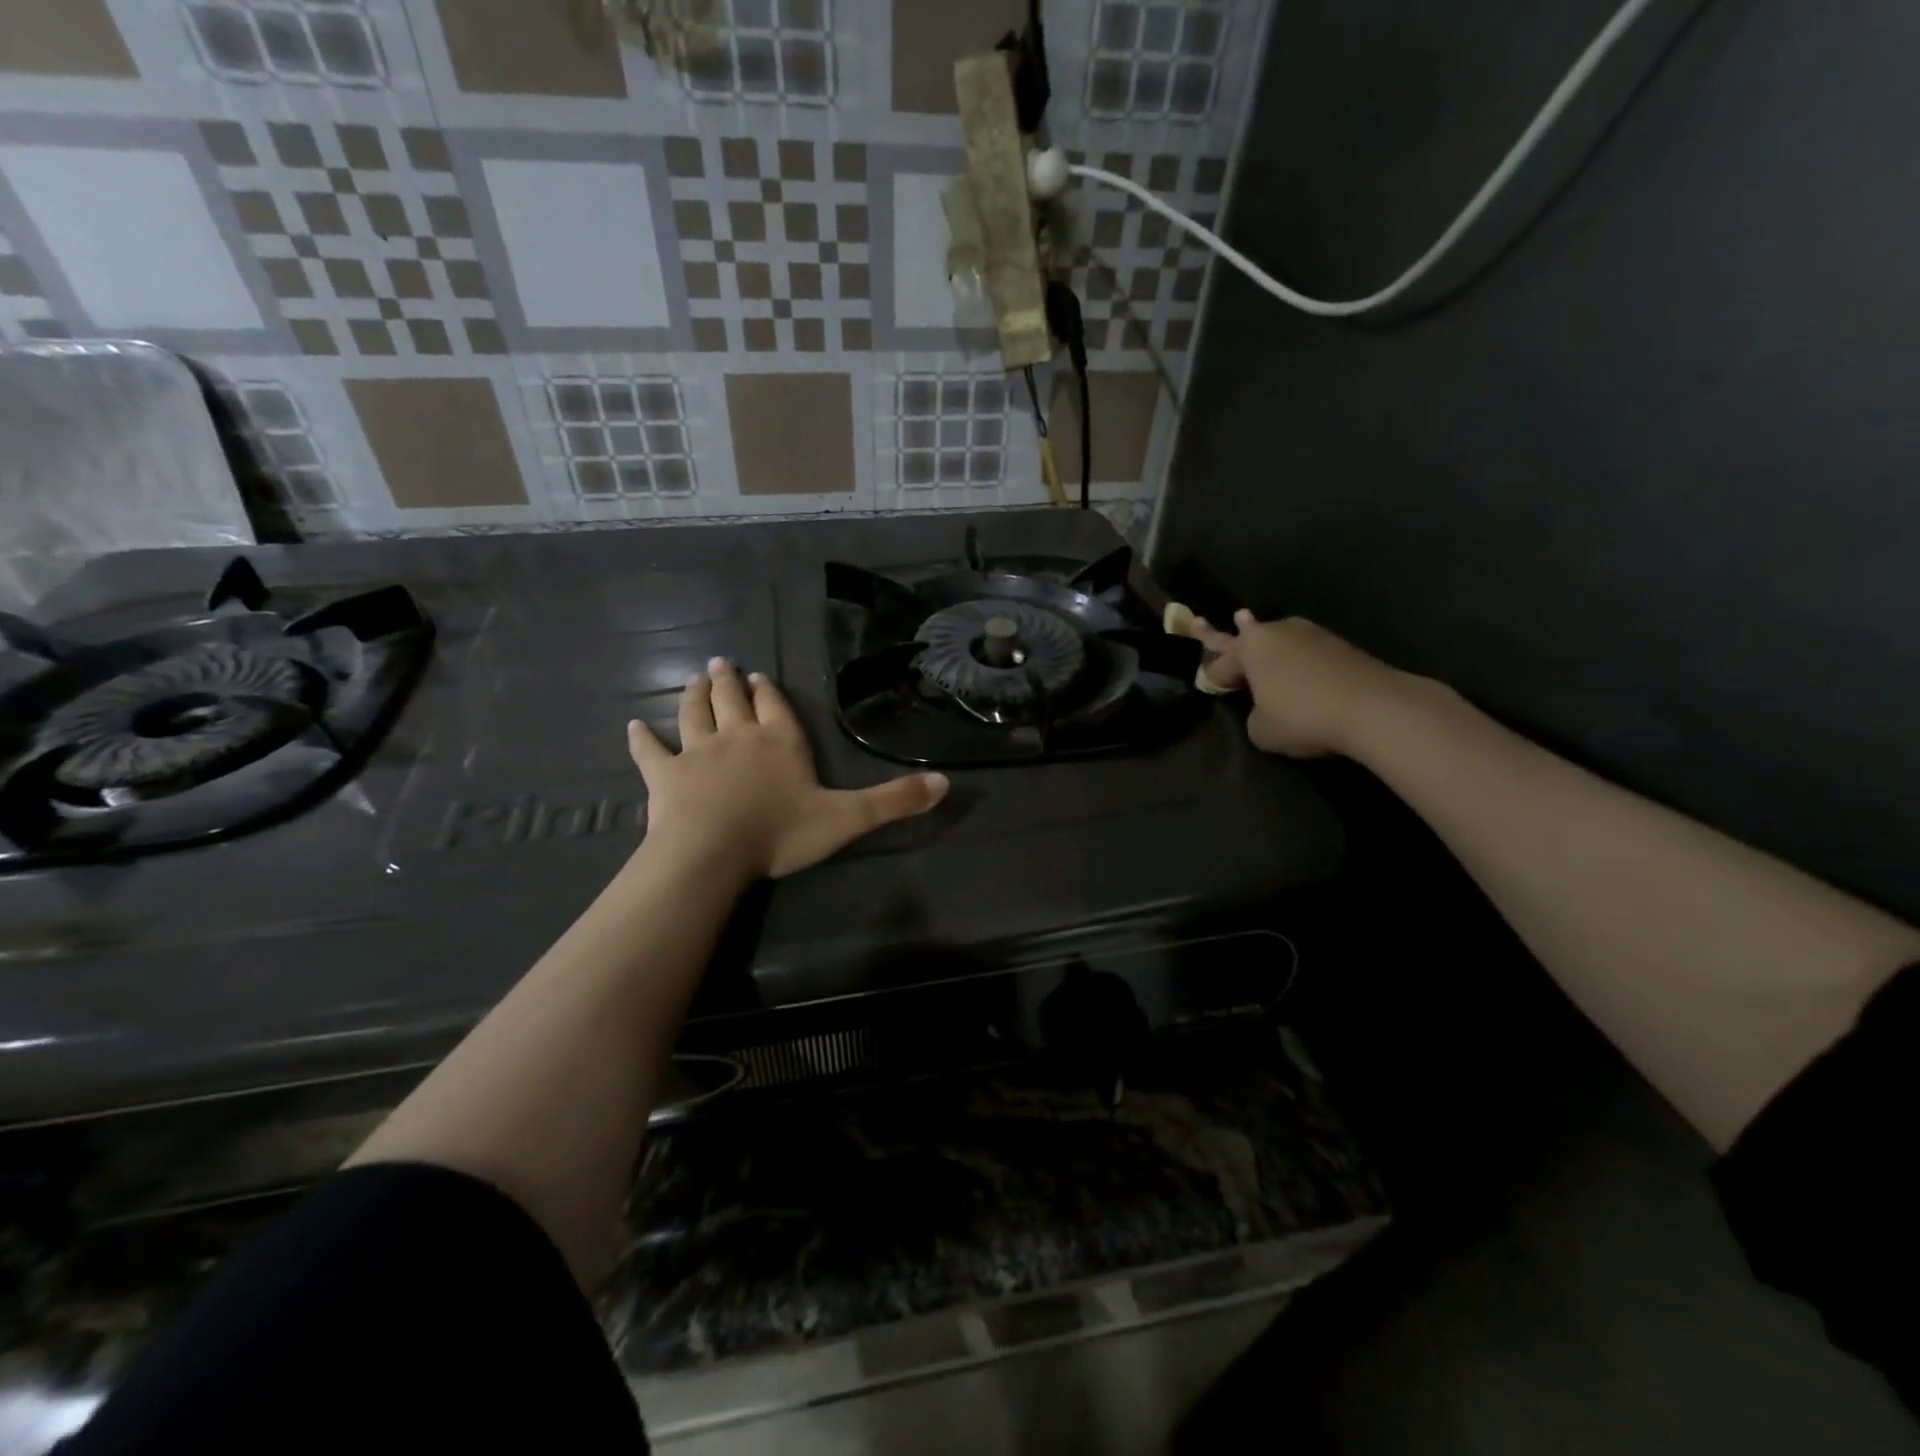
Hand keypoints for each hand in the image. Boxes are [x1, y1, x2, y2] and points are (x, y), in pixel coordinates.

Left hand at [627, 658, 948, 882]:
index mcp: (780, 742)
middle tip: (722, 664)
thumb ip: (894, 801)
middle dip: (730, 684)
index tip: (758, 677)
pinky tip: (633, 726)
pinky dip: (642, 739)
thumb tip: (946, 783)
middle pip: (733, 702)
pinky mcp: (664, 775)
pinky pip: (650, 752)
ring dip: (695, 696)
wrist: (712, 851)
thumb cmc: (781, 832)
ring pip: (695, 715)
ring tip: (695, 678)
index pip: (776, 708)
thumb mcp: (848, 819)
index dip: (768, 693)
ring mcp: (698, 753)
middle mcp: (739, 737)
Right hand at [1187, 611, 1409, 757]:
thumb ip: (1254, 715)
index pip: (1220, 661)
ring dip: (1264, 641)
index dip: (1211, 675)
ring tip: (1251, 629)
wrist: (1372, 707)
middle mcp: (1277, 633)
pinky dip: (1294, 657)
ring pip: (1277, 638)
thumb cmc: (1303, 717)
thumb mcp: (1261, 729)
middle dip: (1223, 633)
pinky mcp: (1339, 645)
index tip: (1204, 683)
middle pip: (1244, 635)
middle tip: (1199, 621)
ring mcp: (1311, 635)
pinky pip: (1303, 649)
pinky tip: (1294, 663)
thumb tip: (1265, 707)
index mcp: (1251, 649)